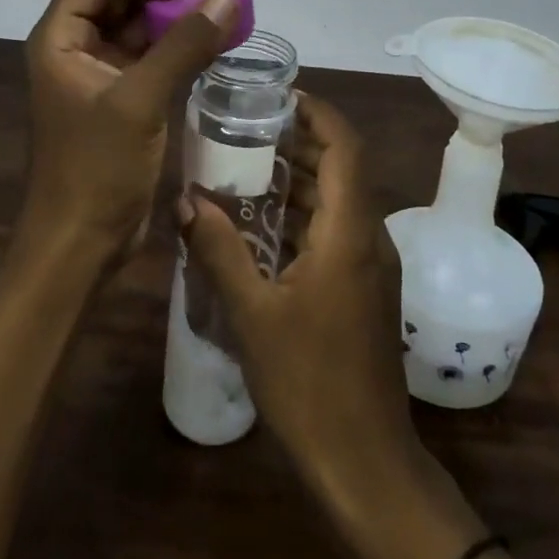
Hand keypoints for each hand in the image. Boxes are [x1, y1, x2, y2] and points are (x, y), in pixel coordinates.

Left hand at [23, 0, 237, 268]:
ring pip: (142, 16)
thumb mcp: (139, 102)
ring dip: (181, 0)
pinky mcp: (127, 92)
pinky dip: (185, 35)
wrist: (81, 243)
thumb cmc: (96, 170)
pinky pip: (157, 48)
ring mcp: (104, 69)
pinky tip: (218, 29)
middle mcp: (78, 44)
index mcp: (60, 37)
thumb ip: (183, 46)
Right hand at [180, 93, 417, 488]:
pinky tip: (265, 223)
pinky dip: (306, 212)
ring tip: (249, 165)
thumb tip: (185, 199)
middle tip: (249, 128)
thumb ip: (219, 251)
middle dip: (301, 140)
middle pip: (343, 166)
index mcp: (351, 231)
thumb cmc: (308, 383)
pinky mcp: (366, 287)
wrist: (364, 461)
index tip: (277, 96)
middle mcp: (370, 236)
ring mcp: (372, 264)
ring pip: (341, 198)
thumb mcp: (253, 313)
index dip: (317, 112)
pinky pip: (338, 228)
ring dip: (302, 177)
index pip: (345, 146)